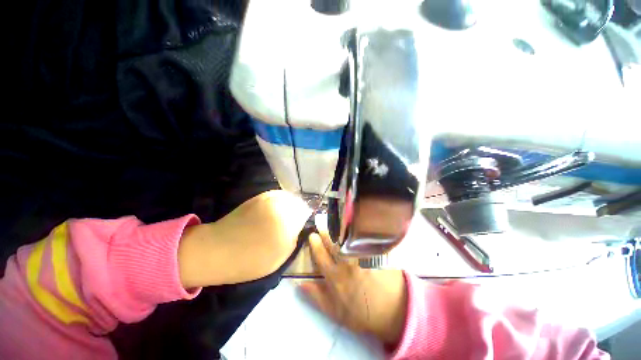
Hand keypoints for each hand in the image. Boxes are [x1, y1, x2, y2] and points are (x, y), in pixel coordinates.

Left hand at [178, 190, 310, 287]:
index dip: (308, 219)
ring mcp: (268, 198)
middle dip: (300, 211)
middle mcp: (280, 204)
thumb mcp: (281, 255)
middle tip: (296, 223)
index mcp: (287, 220)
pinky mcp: (259, 196)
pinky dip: (281, 202)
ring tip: (286, 218)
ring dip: (291, 206)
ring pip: (289, 197)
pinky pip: (278, 196)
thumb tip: (301, 226)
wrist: (216, 250)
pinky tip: (276, 212)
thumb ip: (295, 237)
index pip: (307, 213)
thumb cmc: (251, 259)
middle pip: (299, 202)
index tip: (305, 226)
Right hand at [300, 232, 407, 345]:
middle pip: (332, 243)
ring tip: (333, 224)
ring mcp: (361, 255)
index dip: (315, 244)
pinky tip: (352, 226)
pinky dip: (354, 231)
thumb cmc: (362, 313)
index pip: (321, 255)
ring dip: (337, 229)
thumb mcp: (335, 312)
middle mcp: (347, 262)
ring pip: (345, 237)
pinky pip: (361, 237)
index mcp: (335, 276)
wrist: (392, 311)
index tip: (312, 235)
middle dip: (325, 233)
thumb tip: (300, 283)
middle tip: (321, 225)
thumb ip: (317, 297)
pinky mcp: (373, 251)